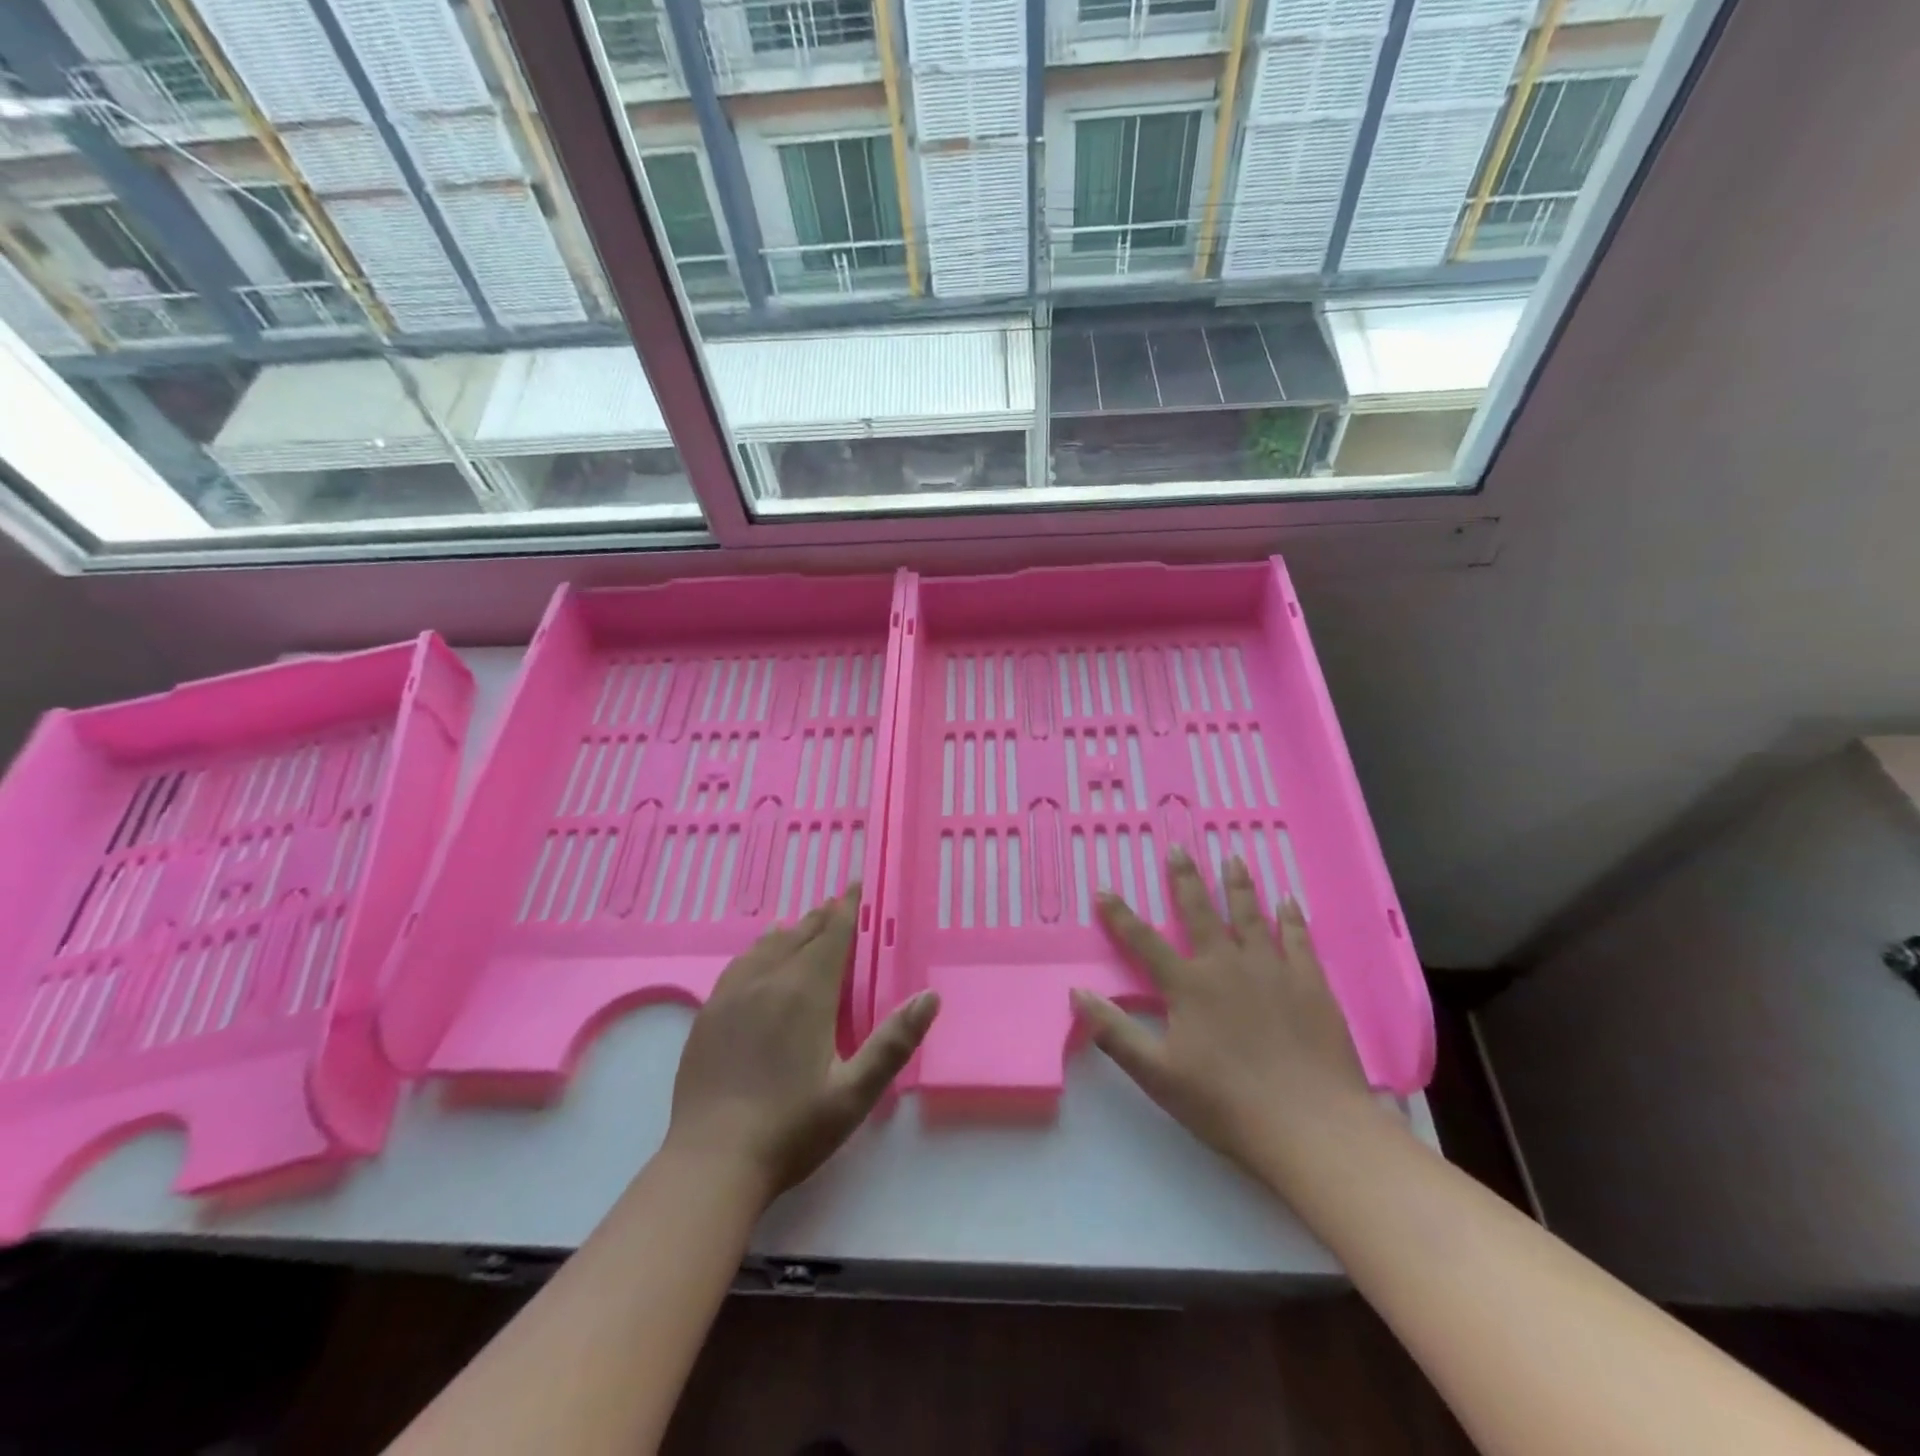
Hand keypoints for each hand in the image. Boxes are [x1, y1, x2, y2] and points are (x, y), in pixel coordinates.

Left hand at [664, 885, 939, 1206]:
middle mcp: (768, 982)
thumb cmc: (792, 1128)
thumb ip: (894, 1042)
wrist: (711, 1162)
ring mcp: (732, 996)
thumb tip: (929, 997)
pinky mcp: (709, 1015)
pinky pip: (739, 965)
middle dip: (822, 917)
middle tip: (836, 902)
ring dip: (790, 931)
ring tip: (802, 923)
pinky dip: (757, 951)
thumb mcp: (855, 1092)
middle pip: (799, 935)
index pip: (831, 936)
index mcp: (806, 993)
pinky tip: (757, 957)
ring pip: (766, 947)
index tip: (855, 885)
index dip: (847, 909)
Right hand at [1072, 849, 1382, 1180]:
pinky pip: (1299, 939)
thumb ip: (1116, 1032)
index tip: (1104, 889)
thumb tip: (1077, 993)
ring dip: (1239, 885)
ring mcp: (1272, 970)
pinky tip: (1289, 900)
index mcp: (1189, 986)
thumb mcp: (1158, 1075)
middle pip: (1201, 912)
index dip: (1121, 915)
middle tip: (1179, 849)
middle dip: (1186, 879)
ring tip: (1233, 858)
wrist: (1311, 1127)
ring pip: (1251, 915)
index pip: (1145, 942)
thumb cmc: (1227, 1104)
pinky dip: (1292, 917)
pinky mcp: (1310, 983)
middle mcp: (1227, 965)